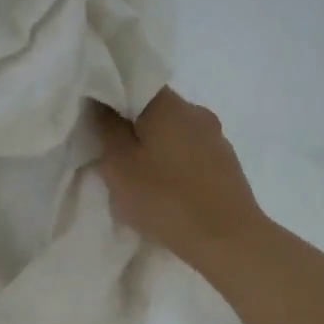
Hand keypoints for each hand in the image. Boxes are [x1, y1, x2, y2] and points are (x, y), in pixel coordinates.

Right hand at [95, 88, 268, 269]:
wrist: (228, 240)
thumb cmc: (165, 199)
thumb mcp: (119, 166)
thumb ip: (106, 129)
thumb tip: (100, 103)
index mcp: (169, 105)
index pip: (133, 83)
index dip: (110, 98)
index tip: (95, 122)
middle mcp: (196, 111)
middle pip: (154, 109)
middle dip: (132, 126)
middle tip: (111, 154)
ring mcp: (216, 137)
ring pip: (174, 132)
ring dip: (155, 146)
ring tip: (138, 176)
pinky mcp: (226, 163)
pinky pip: (190, 152)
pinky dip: (174, 163)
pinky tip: (166, 188)